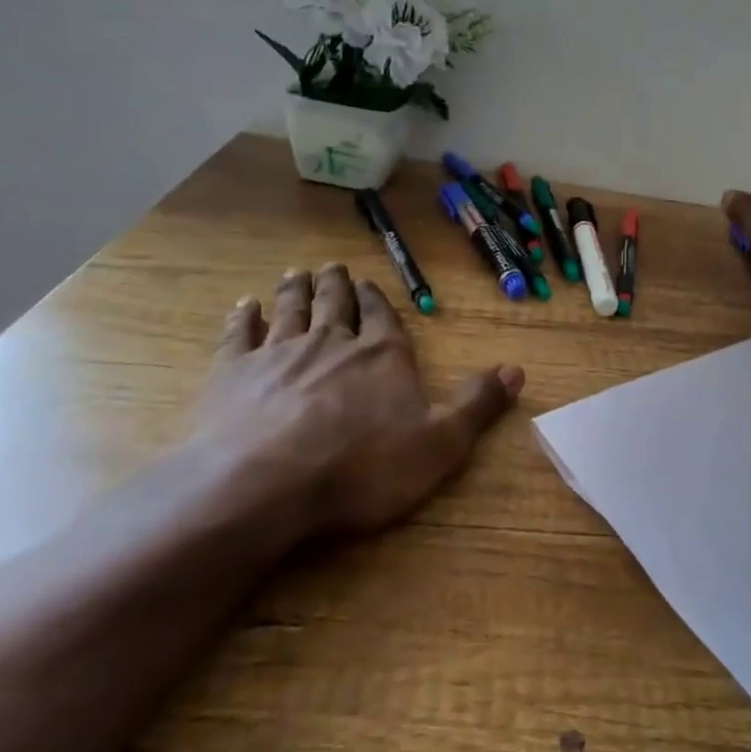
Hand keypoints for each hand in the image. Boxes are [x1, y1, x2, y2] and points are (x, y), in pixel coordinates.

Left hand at [190, 262, 522, 545]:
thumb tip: (516, 370)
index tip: (368, 284)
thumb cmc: (362, 467)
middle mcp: (332, 343)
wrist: (265, 484)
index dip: (376, 301)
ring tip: (297, 274)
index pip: (382, 318)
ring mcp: (280, 354)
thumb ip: (477, 405)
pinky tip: (244, 305)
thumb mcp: (440, 443)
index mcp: (381, 356)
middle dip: (336, 285)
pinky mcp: (233, 374)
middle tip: (332, 267)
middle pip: (335, 305)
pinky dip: (243, 317)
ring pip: (291, 310)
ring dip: (296, 291)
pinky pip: (240, 335)